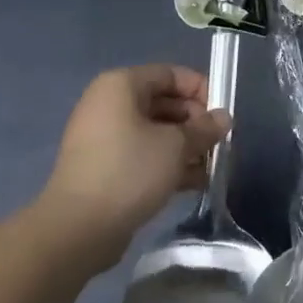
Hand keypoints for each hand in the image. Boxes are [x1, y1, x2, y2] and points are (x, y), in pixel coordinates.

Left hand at [40, 64, 230, 272]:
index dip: (201, 90)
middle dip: (196, 124)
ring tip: (210, 169)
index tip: (222, 116)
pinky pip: (143, 154)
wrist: (78, 228)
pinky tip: (193, 184)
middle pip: (164, 103)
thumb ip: (204, 128)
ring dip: (186, 147)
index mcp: (121, 85)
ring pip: (156, 132)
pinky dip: (167, 164)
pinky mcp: (104, 167)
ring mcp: (104, 137)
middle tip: (219, 146)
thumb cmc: (130, 171)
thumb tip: (223, 118)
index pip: (170, 74)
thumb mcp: (177, 146)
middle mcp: (109, 104)